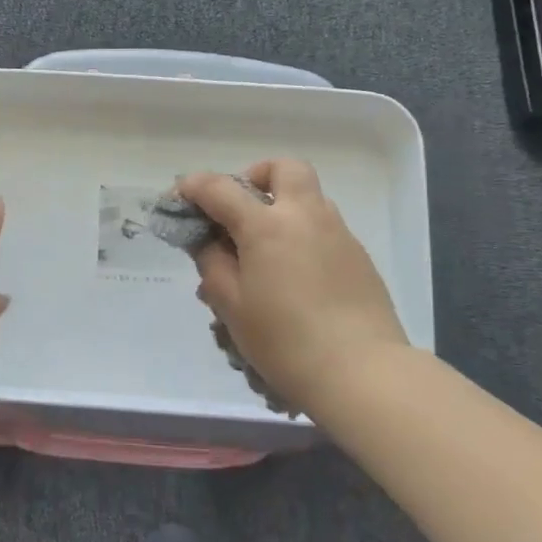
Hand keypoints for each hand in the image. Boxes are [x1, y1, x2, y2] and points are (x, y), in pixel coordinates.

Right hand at [180, 160, 406, 416]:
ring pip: (308, 197)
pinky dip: (302, 234)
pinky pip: (325, 227)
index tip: (179, 197)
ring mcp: (338, 233)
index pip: (220, 189)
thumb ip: (212, 264)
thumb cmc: (284, 340)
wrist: (362, 372)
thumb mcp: (232, 305)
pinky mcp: (358, 257)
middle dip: (256, 177)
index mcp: (267, 225)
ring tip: (263, 250)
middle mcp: (305, 216)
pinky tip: (294, 276)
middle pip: (284, 169)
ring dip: (282, 206)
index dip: (193, 187)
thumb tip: (207, 241)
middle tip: (240, 209)